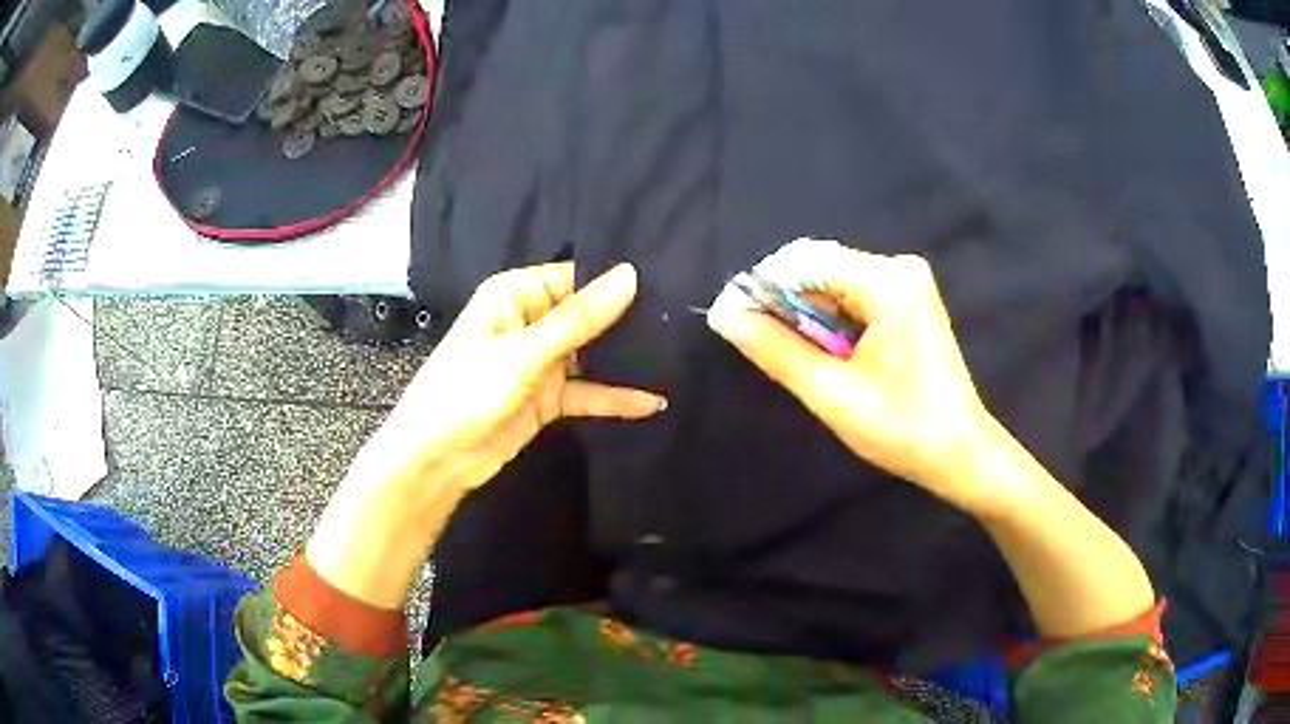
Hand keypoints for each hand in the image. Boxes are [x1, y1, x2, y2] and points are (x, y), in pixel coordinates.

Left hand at [307, 262, 664, 607]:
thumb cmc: (466, 392)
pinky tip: (652, 401)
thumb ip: (578, 319)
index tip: (666, 280)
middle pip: (586, 314)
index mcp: (514, 295)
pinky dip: (615, 397)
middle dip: (626, 320)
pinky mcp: (548, 398)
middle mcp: (529, 321)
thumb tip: (630, 275)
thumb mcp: (523, 353)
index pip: (573, 276)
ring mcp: (540, 362)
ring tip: (677, 354)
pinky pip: (588, 391)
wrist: (436, 461)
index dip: (614, 280)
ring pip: (591, 354)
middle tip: (681, 319)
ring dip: (624, 359)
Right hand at [707, 239, 997, 514]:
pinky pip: (852, 297)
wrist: (961, 453)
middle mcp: (899, 268)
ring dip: (807, 317)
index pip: (804, 261)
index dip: (762, 288)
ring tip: (800, 360)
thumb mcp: (832, 393)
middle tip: (764, 349)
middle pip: (819, 269)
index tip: (732, 323)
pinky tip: (829, 355)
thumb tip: (724, 315)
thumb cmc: (903, 429)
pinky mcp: (907, 300)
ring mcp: (907, 283)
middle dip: (785, 305)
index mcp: (888, 281)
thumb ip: (776, 350)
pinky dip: (830, 322)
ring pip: (832, 284)